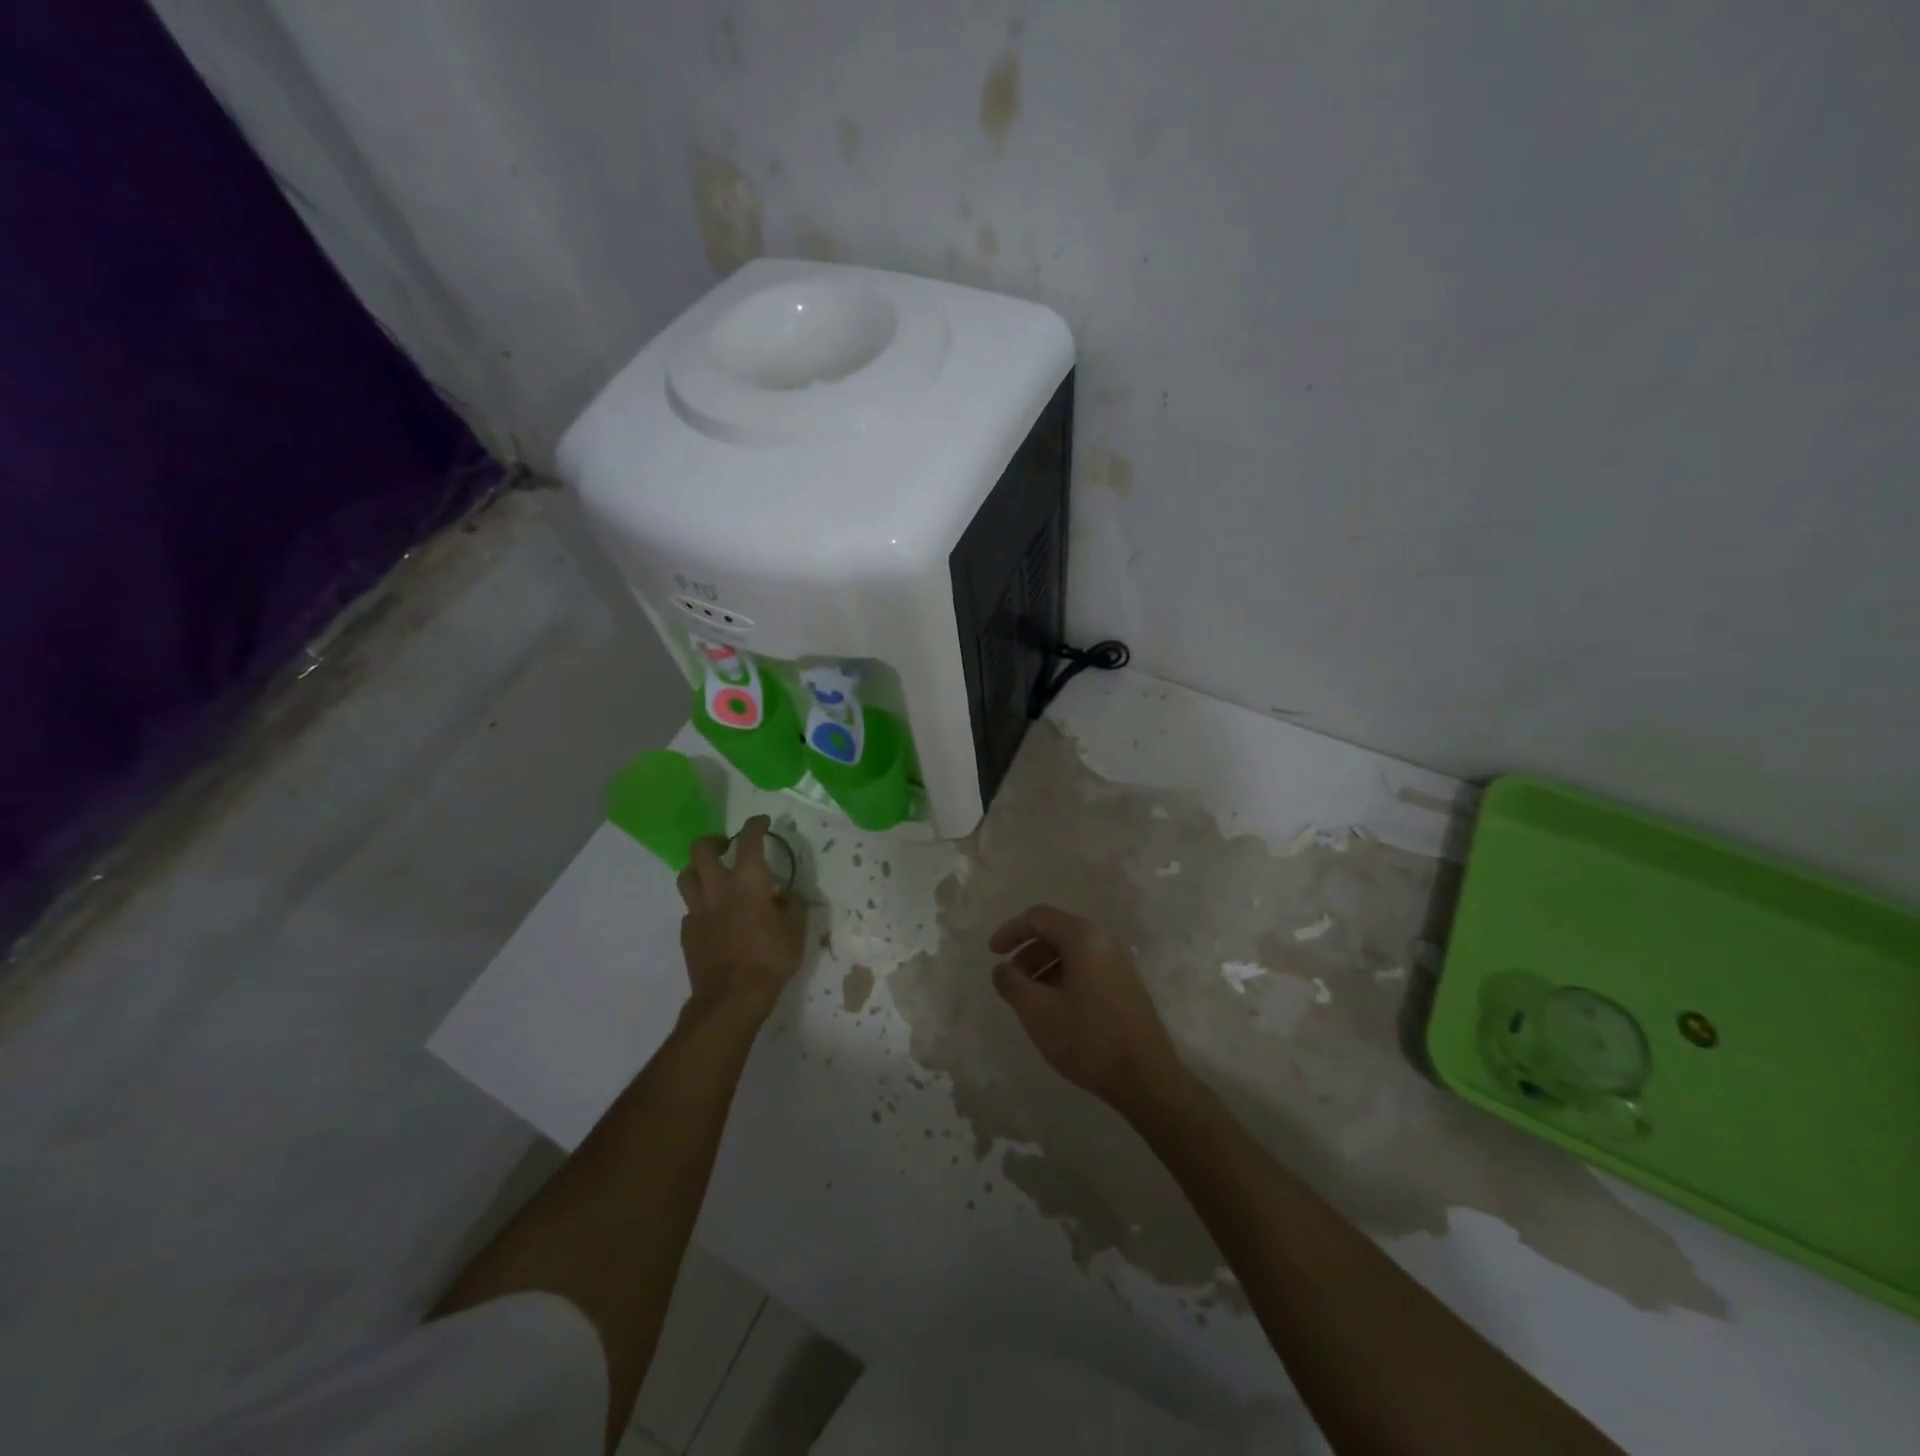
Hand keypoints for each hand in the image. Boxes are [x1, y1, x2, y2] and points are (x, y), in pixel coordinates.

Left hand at [677, 816, 807, 1023]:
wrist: (732, 997)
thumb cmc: (771, 958)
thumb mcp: (796, 929)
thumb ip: (792, 905)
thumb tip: (786, 894)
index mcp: (749, 881)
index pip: (749, 840)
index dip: (755, 825)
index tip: (761, 821)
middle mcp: (718, 888)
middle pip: (701, 850)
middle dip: (712, 841)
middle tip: (725, 845)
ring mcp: (697, 910)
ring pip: (686, 876)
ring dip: (697, 870)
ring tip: (711, 876)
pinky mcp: (687, 932)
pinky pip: (689, 909)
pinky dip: (700, 905)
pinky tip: (713, 916)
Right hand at [988, 904, 1189, 1115]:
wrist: (1147, 1078)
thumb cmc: (1088, 1038)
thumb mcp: (1038, 1011)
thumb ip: (1012, 983)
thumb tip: (1002, 969)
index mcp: (1084, 938)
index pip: (1040, 917)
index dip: (1011, 931)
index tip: (992, 953)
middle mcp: (1104, 942)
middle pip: (1056, 933)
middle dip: (1027, 954)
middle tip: (1011, 983)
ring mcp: (1119, 965)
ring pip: (1071, 954)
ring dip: (1044, 970)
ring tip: (1030, 1002)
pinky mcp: (1125, 987)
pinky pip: (1086, 970)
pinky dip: (1063, 980)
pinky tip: (1056, 1012)